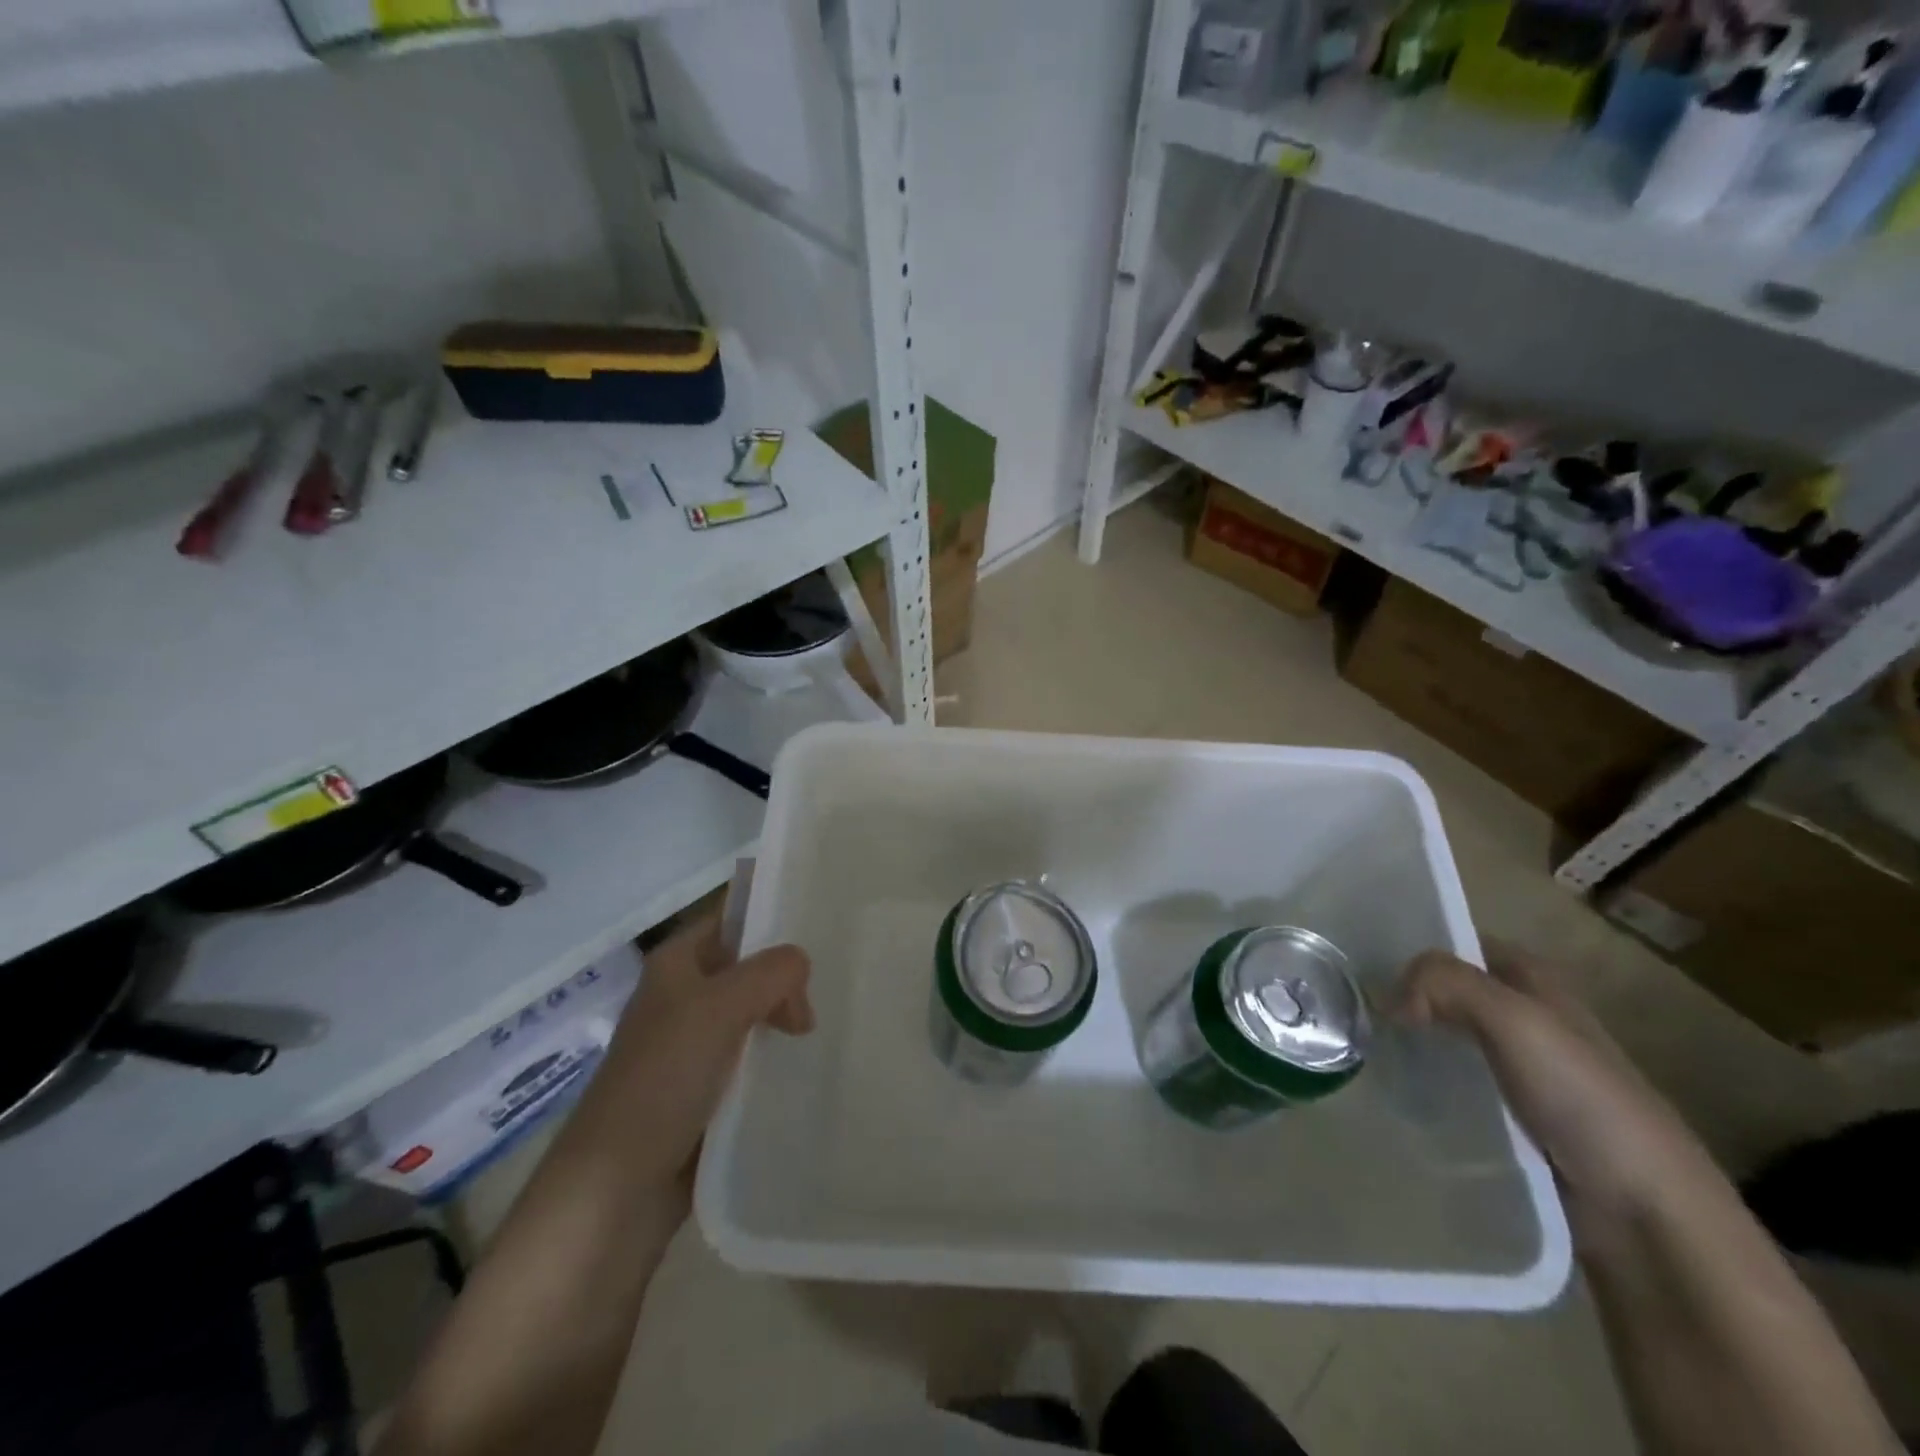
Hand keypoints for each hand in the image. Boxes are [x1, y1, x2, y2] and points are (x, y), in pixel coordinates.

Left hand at [567, 916, 812, 1214]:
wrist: (617, 1188)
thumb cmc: (664, 1078)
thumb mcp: (721, 1007)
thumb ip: (771, 973)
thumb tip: (800, 969)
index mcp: (677, 963)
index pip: (731, 918)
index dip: (771, 916)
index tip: (821, 926)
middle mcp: (683, 996)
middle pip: (748, 966)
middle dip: (785, 976)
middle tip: (824, 997)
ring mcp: (693, 1045)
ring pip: (752, 1013)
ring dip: (784, 1019)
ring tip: (822, 1032)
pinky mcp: (705, 1089)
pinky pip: (750, 1058)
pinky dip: (775, 1058)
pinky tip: (805, 1064)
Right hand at [1391, 943, 1719, 1237]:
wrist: (1649, 1217)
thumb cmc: (1587, 1100)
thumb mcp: (1515, 1019)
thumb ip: (1446, 985)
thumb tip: (1388, 1000)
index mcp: (1537, 983)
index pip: (1463, 944)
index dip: (1417, 946)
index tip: (1364, 964)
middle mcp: (1528, 1020)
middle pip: (1450, 993)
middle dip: (1404, 996)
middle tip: (1350, 1009)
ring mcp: (1522, 1074)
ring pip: (1447, 1040)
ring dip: (1409, 1043)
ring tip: (1359, 1050)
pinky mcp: (1513, 1122)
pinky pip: (1454, 1088)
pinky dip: (1424, 1086)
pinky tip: (1393, 1092)